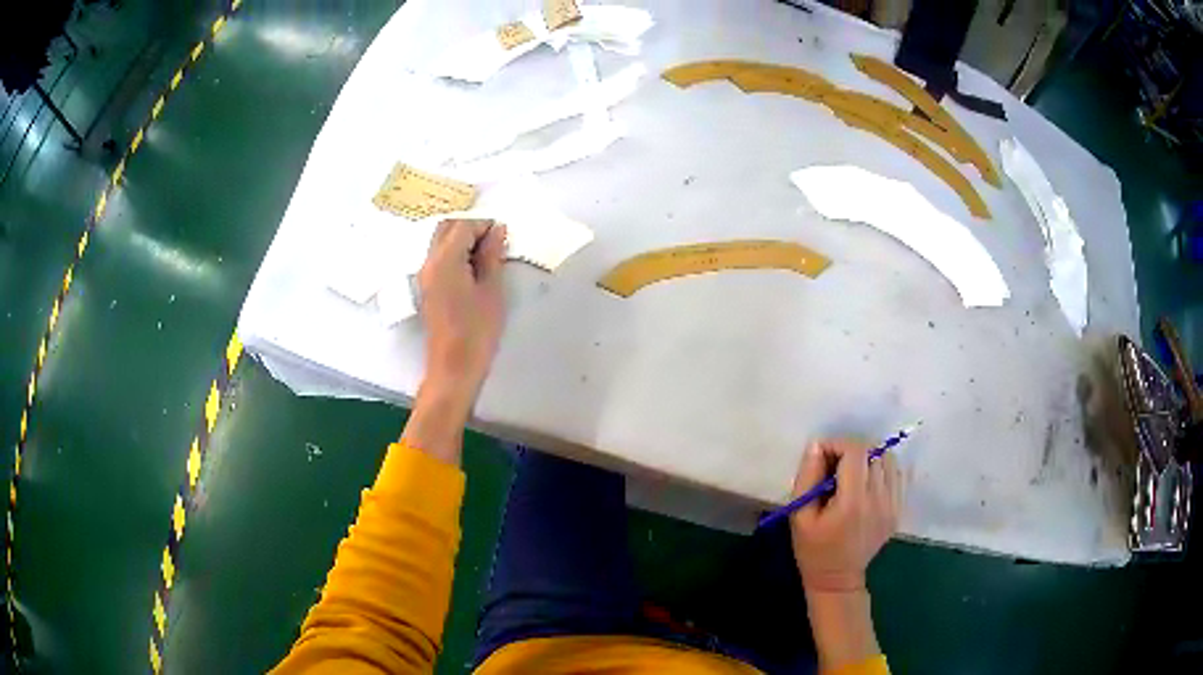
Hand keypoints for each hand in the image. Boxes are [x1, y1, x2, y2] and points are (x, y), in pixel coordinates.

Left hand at [417, 219, 507, 393]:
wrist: (453, 367)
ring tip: (486, 258)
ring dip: (462, 241)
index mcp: (445, 260)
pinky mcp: (427, 288)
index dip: (485, 225)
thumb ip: (492, 255)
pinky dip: (454, 254)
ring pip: (440, 242)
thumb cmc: (477, 331)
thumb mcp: (492, 290)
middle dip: (470, 228)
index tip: (504, 236)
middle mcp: (429, 262)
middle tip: (495, 244)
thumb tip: (496, 230)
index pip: (463, 226)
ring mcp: (424, 275)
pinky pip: (438, 258)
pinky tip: (473, 271)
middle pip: (447, 228)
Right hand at [789, 440, 899, 593]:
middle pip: (874, 452)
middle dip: (851, 450)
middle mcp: (879, 499)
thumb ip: (807, 477)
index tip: (821, 454)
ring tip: (852, 472)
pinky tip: (867, 481)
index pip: (855, 452)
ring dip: (869, 457)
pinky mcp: (899, 509)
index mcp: (853, 502)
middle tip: (834, 464)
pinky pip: (898, 474)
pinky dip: (882, 469)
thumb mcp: (799, 516)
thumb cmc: (813, 549)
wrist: (838, 579)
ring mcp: (893, 505)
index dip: (837, 444)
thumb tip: (817, 445)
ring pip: (889, 459)